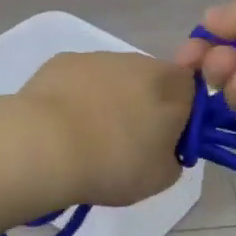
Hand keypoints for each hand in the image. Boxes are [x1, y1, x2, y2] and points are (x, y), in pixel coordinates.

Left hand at [16, 51, 191, 206]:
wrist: (44, 146)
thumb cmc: (114, 163)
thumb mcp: (161, 177)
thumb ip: (174, 157)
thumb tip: (164, 148)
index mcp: (172, 86)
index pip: (191, 91)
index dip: (181, 116)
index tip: (164, 143)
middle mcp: (139, 62)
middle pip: (151, 81)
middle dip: (143, 106)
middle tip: (126, 144)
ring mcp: (98, 57)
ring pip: (114, 79)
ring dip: (109, 101)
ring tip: (88, 137)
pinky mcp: (62, 61)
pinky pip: (80, 80)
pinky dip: (77, 97)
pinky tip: (62, 125)